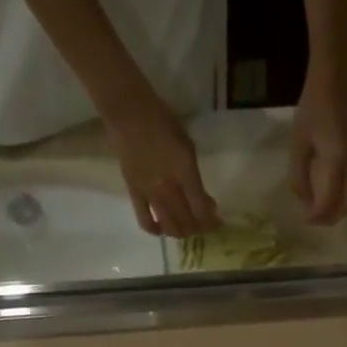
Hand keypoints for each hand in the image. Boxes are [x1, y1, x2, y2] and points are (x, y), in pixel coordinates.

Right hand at [103, 94, 218, 237]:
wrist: (129, 114)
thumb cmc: (163, 123)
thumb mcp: (188, 147)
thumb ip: (195, 176)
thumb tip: (202, 199)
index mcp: (185, 172)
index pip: (201, 210)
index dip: (211, 222)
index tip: (217, 221)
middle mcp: (168, 187)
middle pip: (187, 222)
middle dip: (199, 228)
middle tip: (203, 224)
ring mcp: (150, 193)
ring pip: (169, 226)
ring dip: (181, 232)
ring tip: (185, 226)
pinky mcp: (134, 194)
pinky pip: (145, 221)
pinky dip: (156, 229)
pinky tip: (162, 228)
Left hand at [290, 76, 346, 225]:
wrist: (336, 83)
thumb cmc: (313, 110)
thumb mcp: (299, 144)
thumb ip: (300, 175)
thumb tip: (304, 201)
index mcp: (336, 160)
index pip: (330, 200)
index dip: (318, 216)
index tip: (305, 221)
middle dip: (331, 217)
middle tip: (314, 220)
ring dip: (342, 210)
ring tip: (324, 212)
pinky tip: (334, 197)